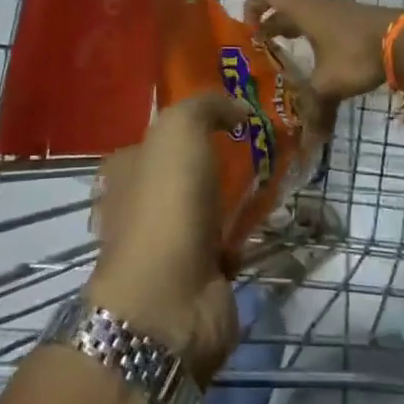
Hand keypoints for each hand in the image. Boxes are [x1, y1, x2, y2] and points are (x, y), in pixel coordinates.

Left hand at [86, 93, 246, 384]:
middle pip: (186, 173)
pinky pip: (228, 242)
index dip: (191, 125)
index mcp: (126, 169)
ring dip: (237, 197)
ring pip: (209, 207)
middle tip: (263, 145)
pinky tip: (273, 216)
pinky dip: (248, 233)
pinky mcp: (199, 275)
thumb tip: (237, 108)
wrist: (171, 298)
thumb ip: (206, 106)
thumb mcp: (180, 128)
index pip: (156, 138)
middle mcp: (141, 205)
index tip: (232, 116)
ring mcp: (169, 244)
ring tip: (277, 175)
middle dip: (219, 161)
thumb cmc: (167, 203)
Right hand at [245, 0, 403, 102]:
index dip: (252, 6)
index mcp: (304, 12)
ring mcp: (341, 12)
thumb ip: (314, 109)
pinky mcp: (358, 22)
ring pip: (309, 18)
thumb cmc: (358, 54)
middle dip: (272, 28)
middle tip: (262, 51)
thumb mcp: (330, 84)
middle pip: (286, 9)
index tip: (248, 31)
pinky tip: (324, 64)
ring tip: (291, 61)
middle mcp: (319, 6)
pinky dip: (318, 40)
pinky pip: (328, 26)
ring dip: (296, 34)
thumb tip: (307, 141)